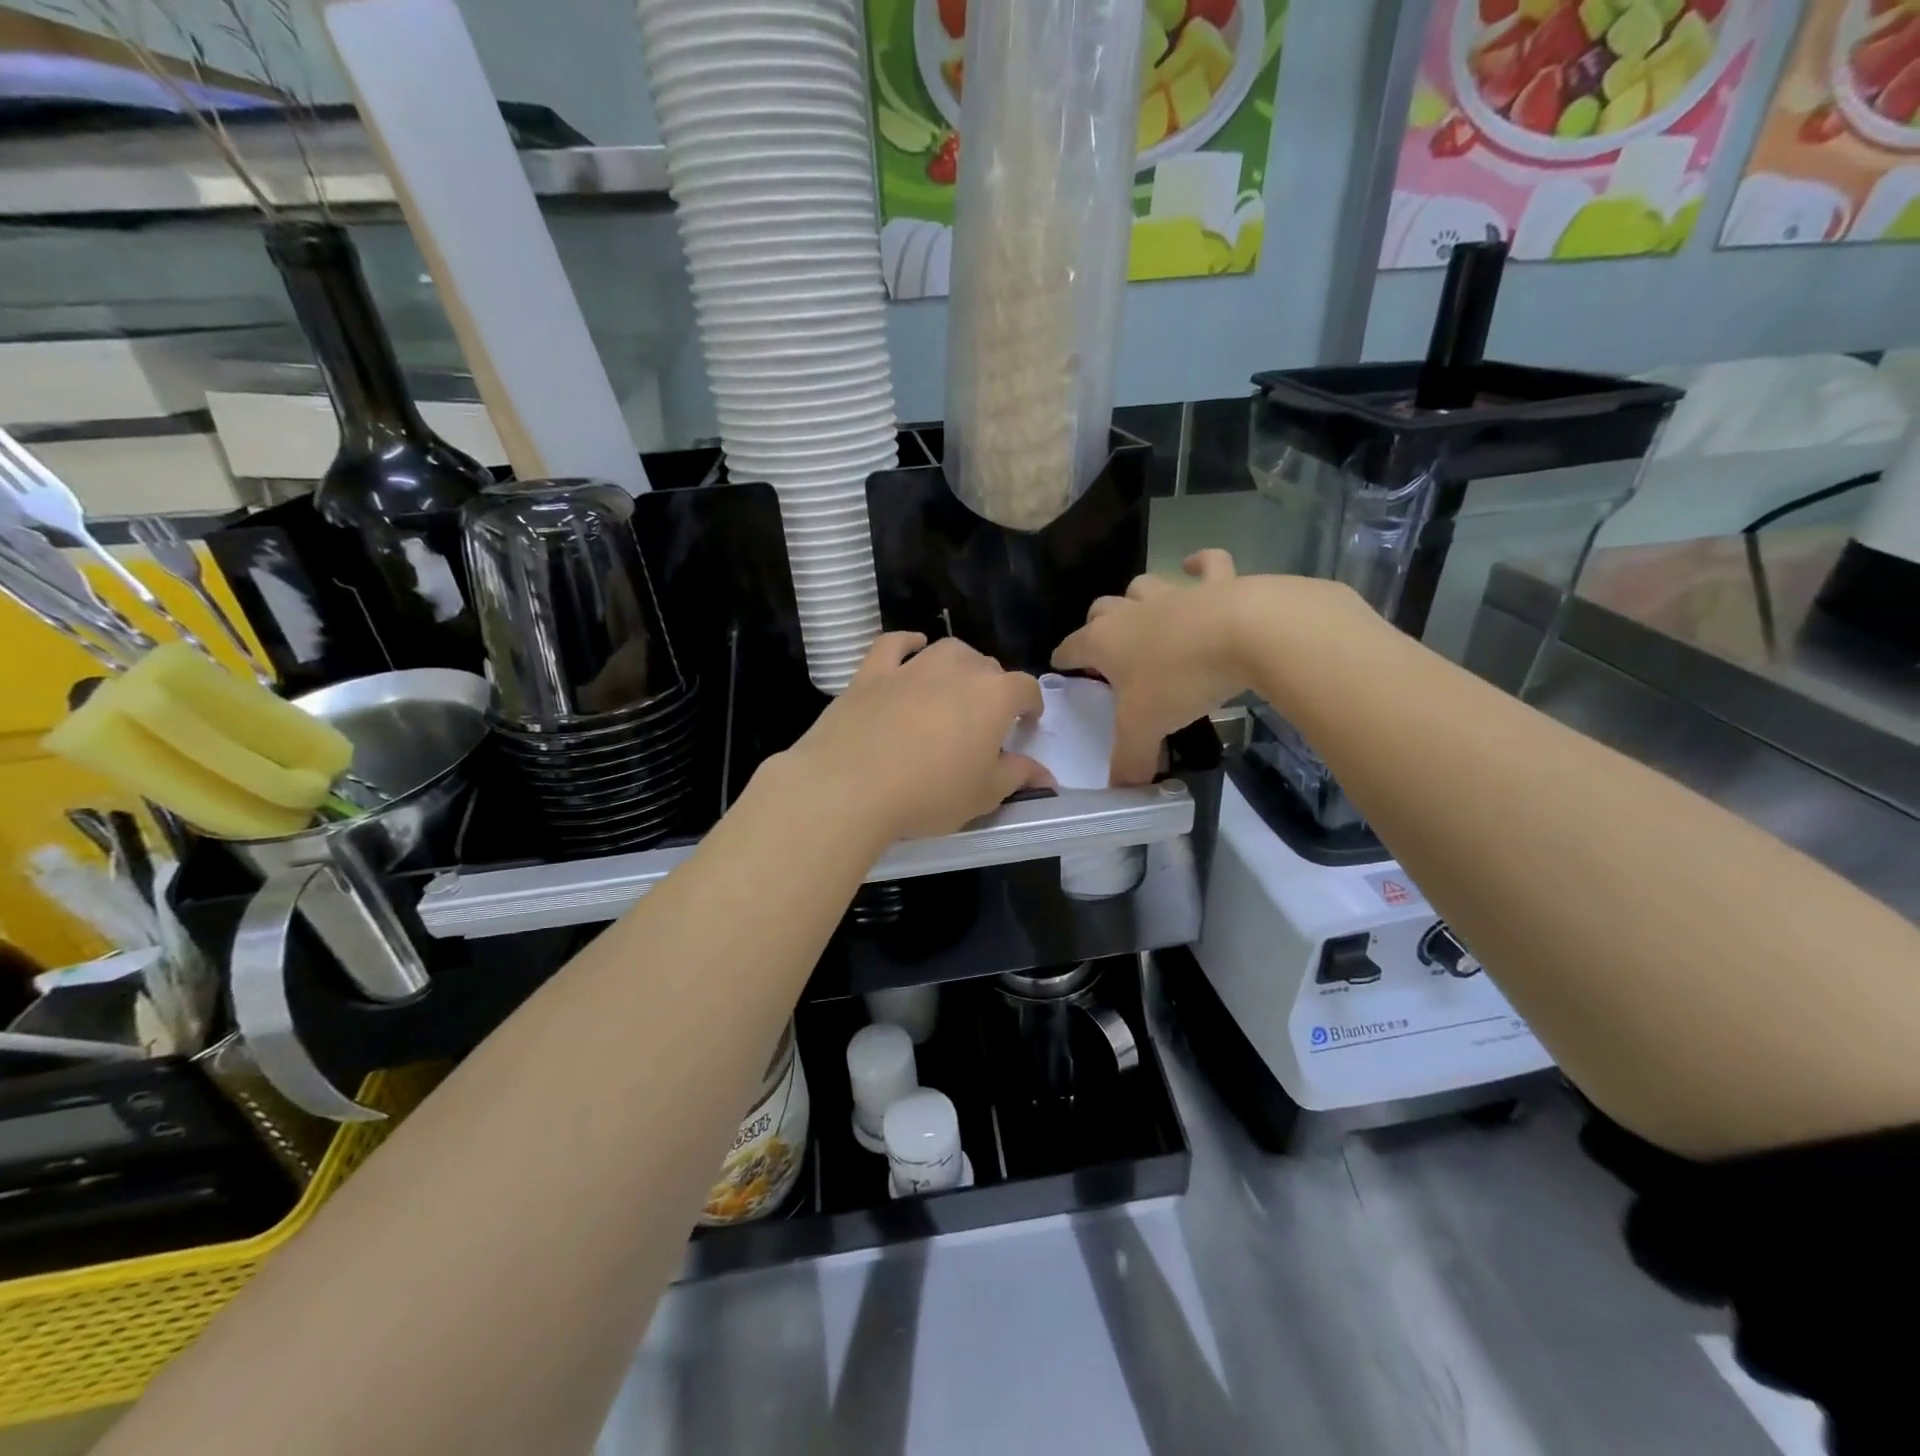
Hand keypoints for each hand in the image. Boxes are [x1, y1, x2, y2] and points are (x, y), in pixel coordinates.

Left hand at [784, 633, 1050, 842]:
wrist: (850, 786)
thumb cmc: (929, 793)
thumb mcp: (984, 795)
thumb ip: (1018, 777)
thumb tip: (1046, 777)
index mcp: (994, 697)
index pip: (1025, 688)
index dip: (1030, 705)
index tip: (1026, 723)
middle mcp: (957, 670)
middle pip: (986, 667)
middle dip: (993, 688)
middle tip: (985, 719)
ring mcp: (912, 667)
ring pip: (947, 651)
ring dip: (959, 664)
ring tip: (955, 687)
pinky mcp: (872, 673)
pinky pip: (894, 644)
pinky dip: (907, 642)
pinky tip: (913, 646)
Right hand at [1052, 550, 1250, 784]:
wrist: (1244, 634)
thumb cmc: (1180, 680)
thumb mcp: (1145, 729)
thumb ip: (1129, 761)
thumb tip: (1120, 791)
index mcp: (1105, 642)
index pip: (1071, 647)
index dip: (1063, 658)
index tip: (1060, 666)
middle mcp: (1132, 612)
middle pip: (1102, 609)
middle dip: (1097, 624)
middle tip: (1106, 647)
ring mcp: (1174, 593)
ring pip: (1144, 585)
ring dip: (1139, 596)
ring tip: (1144, 611)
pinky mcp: (1217, 583)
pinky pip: (1206, 563)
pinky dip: (1200, 564)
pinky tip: (1196, 566)